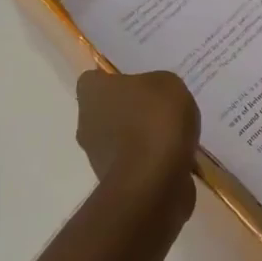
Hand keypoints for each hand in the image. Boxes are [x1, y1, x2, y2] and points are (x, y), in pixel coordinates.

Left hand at [75, 69, 200, 215]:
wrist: (154, 181)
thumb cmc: (155, 120)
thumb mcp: (168, 83)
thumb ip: (155, 84)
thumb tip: (152, 94)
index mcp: (92, 92)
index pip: (94, 78)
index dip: (115, 79)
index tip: (138, 82)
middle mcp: (86, 122)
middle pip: (106, 109)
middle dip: (129, 109)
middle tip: (159, 107)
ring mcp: (97, 155)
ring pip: (119, 138)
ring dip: (139, 137)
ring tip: (173, 134)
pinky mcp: (115, 182)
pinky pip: (134, 162)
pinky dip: (150, 161)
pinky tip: (175, 157)